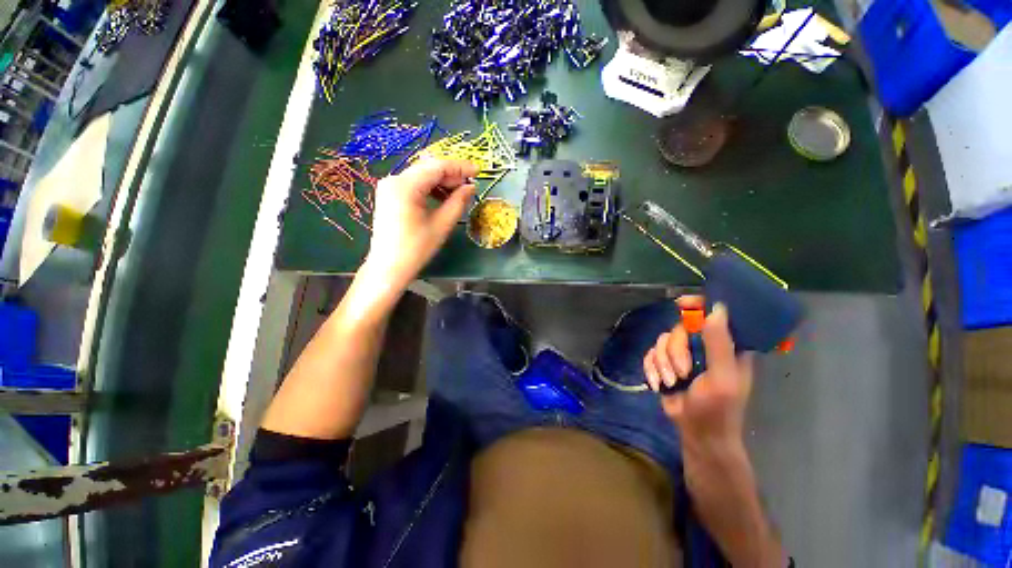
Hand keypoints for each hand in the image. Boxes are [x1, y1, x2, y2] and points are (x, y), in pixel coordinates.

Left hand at [363, 158, 477, 288]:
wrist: (388, 268)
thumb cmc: (416, 249)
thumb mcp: (441, 225)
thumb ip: (458, 202)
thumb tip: (471, 187)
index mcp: (405, 185)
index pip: (437, 167)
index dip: (460, 167)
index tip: (477, 171)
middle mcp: (394, 179)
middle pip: (428, 168)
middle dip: (451, 175)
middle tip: (470, 185)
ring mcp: (389, 186)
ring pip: (421, 175)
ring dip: (441, 181)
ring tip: (458, 194)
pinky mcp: (389, 195)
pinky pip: (413, 184)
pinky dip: (429, 188)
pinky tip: (442, 198)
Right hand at [643, 297, 753, 452]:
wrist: (697, 434)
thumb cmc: (718, 409)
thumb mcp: (722, 378)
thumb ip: (720, 344)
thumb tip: (716, 308)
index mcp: (725, 346)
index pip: (713, 315)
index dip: (698, 306)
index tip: (682, 304)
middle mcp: (703, 346)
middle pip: (679, 328)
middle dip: (675, 351)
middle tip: (682, 372)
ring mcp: (682, 354)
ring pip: (661, 341)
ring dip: (663, 363)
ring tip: (671, 382)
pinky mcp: (665, 364)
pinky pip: (650, 353)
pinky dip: (651, 368)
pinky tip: (658, 383)